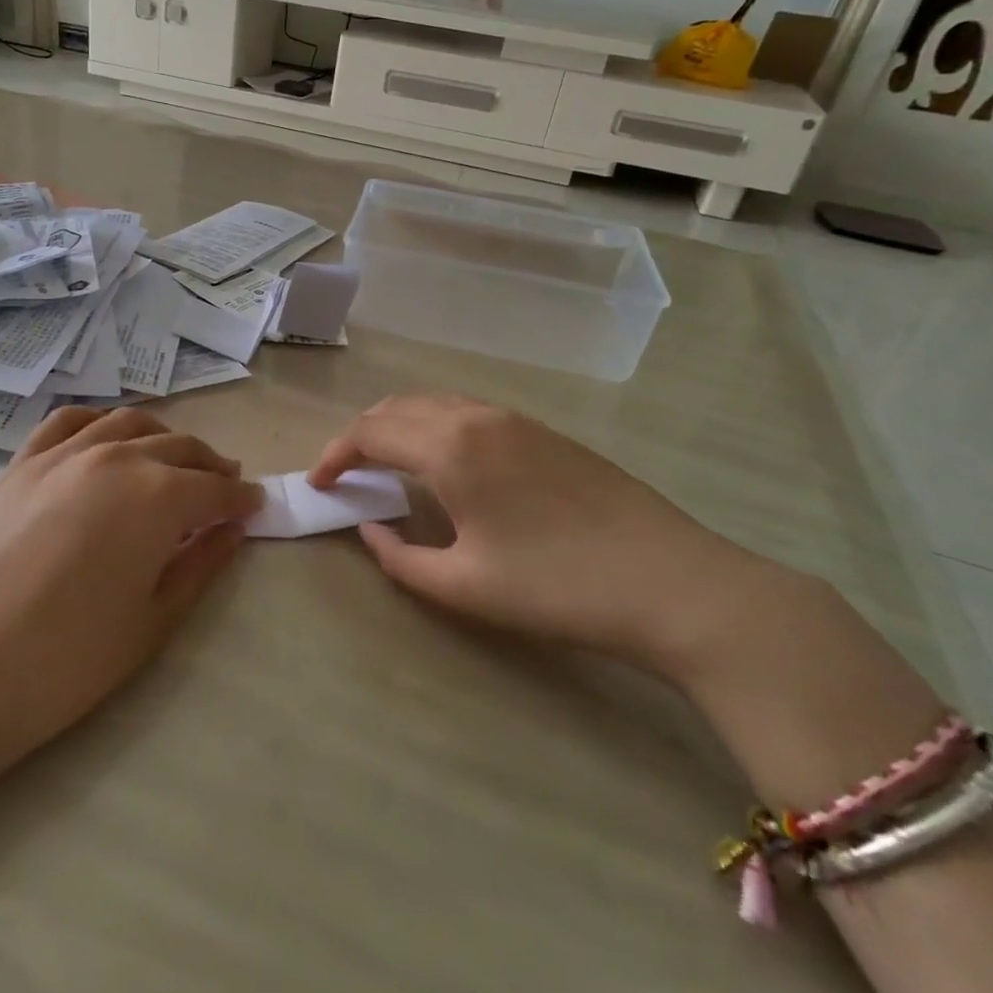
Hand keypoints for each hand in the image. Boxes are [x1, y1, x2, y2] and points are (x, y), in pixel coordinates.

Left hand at [0, 407, 261, 768]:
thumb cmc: (69, 659)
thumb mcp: (154, 619)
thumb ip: (201, 564)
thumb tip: (234, 529)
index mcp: (158, 496)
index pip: (215, 488)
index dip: (240, 498)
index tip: (255, 506)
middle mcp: (116, 457)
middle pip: (178, 448)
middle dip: (210, 465)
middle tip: (224, 485)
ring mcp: (63, 453)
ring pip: (129, 424)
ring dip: (163, 438)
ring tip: (174, 459)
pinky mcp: (22, 463)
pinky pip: (69, 421)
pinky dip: (99, 421)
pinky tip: (107, 438)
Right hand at [309, 394, 764, 676]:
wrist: (675, 584)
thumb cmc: (558, 587)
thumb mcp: (464, 586)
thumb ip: (400, 558)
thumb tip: (370, 531)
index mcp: (450, 446)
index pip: (370, 432)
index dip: (334, 455)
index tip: (318, 483)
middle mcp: (477, 417)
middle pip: (398, 407)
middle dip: (362, 435)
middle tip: (346, 475)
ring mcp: (516, 419)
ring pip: (435, 405)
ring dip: (399, 427)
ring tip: (387, 468)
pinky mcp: (545, 432)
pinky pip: (468, 413)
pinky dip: (435, 428)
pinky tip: (444, 465)